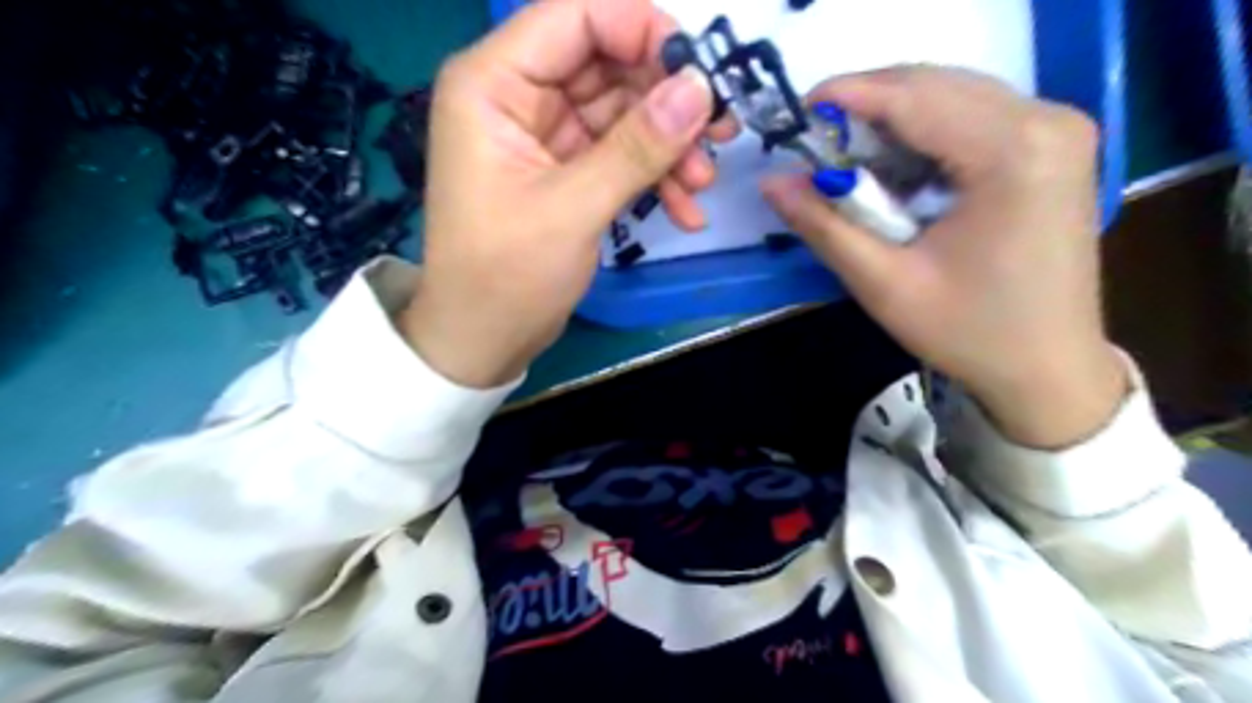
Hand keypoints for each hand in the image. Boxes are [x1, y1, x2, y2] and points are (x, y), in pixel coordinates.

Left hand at [397, 0, 735, 390]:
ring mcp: (545, 135)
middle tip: (720, 135)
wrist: (483, 340)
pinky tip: (684, 210)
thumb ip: (637, 147)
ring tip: (702, 183)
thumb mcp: (572, 208)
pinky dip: (653, 176)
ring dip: (668, 146)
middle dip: (666, 101)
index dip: (643, 30)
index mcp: (494, 83)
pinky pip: (620, 154)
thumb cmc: (506, 276)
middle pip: (607, 64)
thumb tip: (700, 89)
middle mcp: (518, 96)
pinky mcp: (566, 171)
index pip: (576, 16)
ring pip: (622, 112)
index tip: (700, 73)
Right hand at [764, 65, 1124, 449]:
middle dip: (866, 108)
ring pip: (952, 95)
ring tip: (846, 161)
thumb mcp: (883, 283)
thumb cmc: (968, 332)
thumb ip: (823, 225)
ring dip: (891, 121)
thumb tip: (772, 181)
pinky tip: (894, 170)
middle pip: (934, 86)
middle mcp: (1047, 120)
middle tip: (814, 146)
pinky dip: (923, 134)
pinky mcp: (1052, 147)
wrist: (1048, 368)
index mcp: (1013, 152)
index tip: (794, 113)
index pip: (913, 98)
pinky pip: (973, 116)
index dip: (846, 97)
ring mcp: (1057, 129)